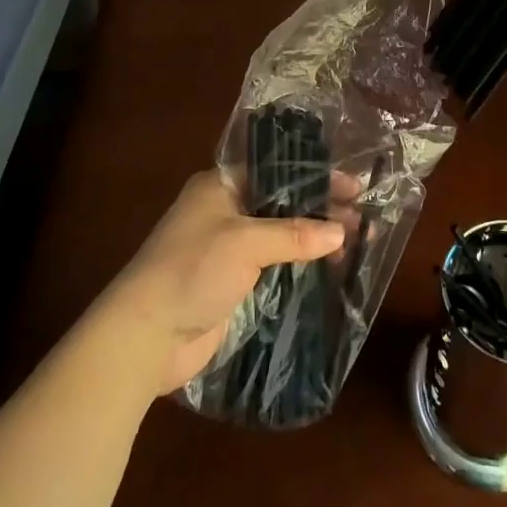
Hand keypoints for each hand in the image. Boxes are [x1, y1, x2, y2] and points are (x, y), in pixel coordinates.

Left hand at [97, 171, 344, 395]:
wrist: (145, 337)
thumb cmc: (191, 270)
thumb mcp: (244, 243)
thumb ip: (294, 234)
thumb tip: (341, 232)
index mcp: (221, 185)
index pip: (277, 169)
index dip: (314, 175)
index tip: (352, 184)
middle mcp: (225, 210)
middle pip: (282, 202)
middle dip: (319, 208)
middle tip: (361, 216)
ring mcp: (229, 249)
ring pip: (281, 235)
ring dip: (313, 238)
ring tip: (355, 242)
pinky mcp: (233, 283)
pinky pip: (274, 266)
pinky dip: (299, 265)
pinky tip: (329, 270)